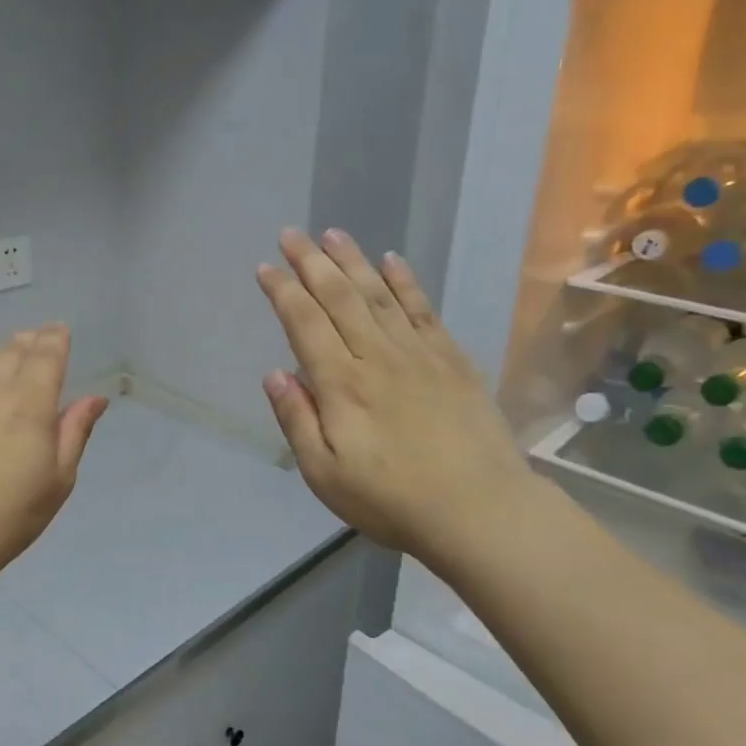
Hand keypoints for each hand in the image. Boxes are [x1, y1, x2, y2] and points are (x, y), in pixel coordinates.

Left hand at [0, 323, 108, 612]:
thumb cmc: (11, 513)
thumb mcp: (59, 478)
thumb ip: (75, 431)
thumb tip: (95, 398)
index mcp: (30, 402)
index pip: (46, 355)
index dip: (56, 339)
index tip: (60, 329)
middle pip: (13, 351)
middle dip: (30, 341)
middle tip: (39, 337)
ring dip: (4, 355)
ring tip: (14, 355)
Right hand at [255, 228, 540, 571]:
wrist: (481, 511)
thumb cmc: (392, 500)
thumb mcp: (324, 475)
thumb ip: (296, 420)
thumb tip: (274, 373)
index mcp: (341, 384)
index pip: (304, 324)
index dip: (282, 292)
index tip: (264, 267)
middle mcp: (376, 356)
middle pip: (339, 297)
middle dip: (311, 262)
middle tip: (292, 234)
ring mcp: (418, 353)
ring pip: (378, 294)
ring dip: (352, 261)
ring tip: (333, 234)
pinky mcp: (451, 359)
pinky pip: (423, 309)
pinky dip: (405, 282)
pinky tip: (392, 261)